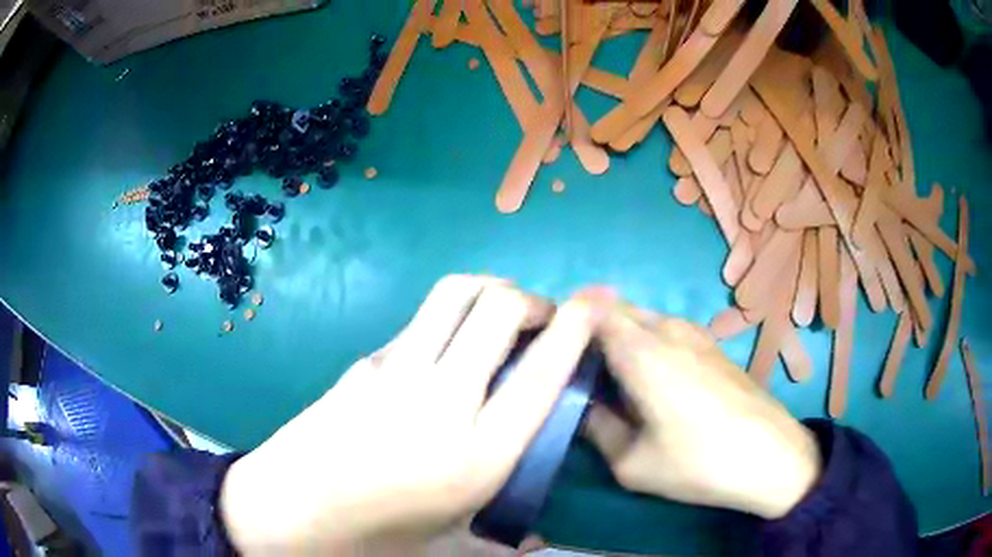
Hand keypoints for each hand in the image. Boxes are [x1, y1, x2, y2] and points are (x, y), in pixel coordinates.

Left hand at [220, 275, 608, 553]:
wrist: (286, 511)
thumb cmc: (372, 538)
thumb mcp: (448, 547)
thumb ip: (506, 540)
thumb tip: (542, 538)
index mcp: (478, 453)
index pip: (544, 370)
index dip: (577, 325)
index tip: (596, 302)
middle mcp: (442, 398)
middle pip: (498, 307)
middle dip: (532, 299)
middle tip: (540, 319)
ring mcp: (395, 370)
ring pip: (454, 294)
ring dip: (489, 290)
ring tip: (499, 314)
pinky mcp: (364, 361)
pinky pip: (419, 323)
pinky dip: (446, 321)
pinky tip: (442, 352)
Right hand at [583, 303, 820, 518]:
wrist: (772, 457)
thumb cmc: (699, 463)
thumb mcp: (632, 464)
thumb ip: (596, 428)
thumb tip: (580, 405)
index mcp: (642, 351)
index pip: (591, 310)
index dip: (567, 322)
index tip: (553, 351)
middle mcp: (667, 328)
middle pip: (616, 310)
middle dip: (591, 331)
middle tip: (579, 372)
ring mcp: (695, 332)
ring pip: (643, 318)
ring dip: (621, 338)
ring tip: (613, 380)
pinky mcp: (713, 344)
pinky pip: (666, 330)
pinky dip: (647, 343)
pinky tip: (652, 382)